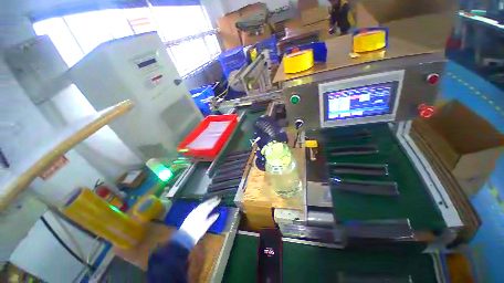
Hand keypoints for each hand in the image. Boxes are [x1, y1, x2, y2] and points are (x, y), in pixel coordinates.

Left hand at [179, 197, 220, 245]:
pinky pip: (198, 207)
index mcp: (203, 212)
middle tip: (216, 197)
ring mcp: (194, 211)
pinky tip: (203, 206)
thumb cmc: (197, 232)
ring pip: (202, 204)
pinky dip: (202, 205)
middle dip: (211, 200)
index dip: (215, 202)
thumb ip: (212, 219)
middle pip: (206, 203)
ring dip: (207, 201)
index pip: (211, 205)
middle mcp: (198, 210)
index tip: (219, 199)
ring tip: (211, 200)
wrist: (184, 237)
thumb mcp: (206, 226)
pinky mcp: (191, 214)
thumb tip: (218, 213)